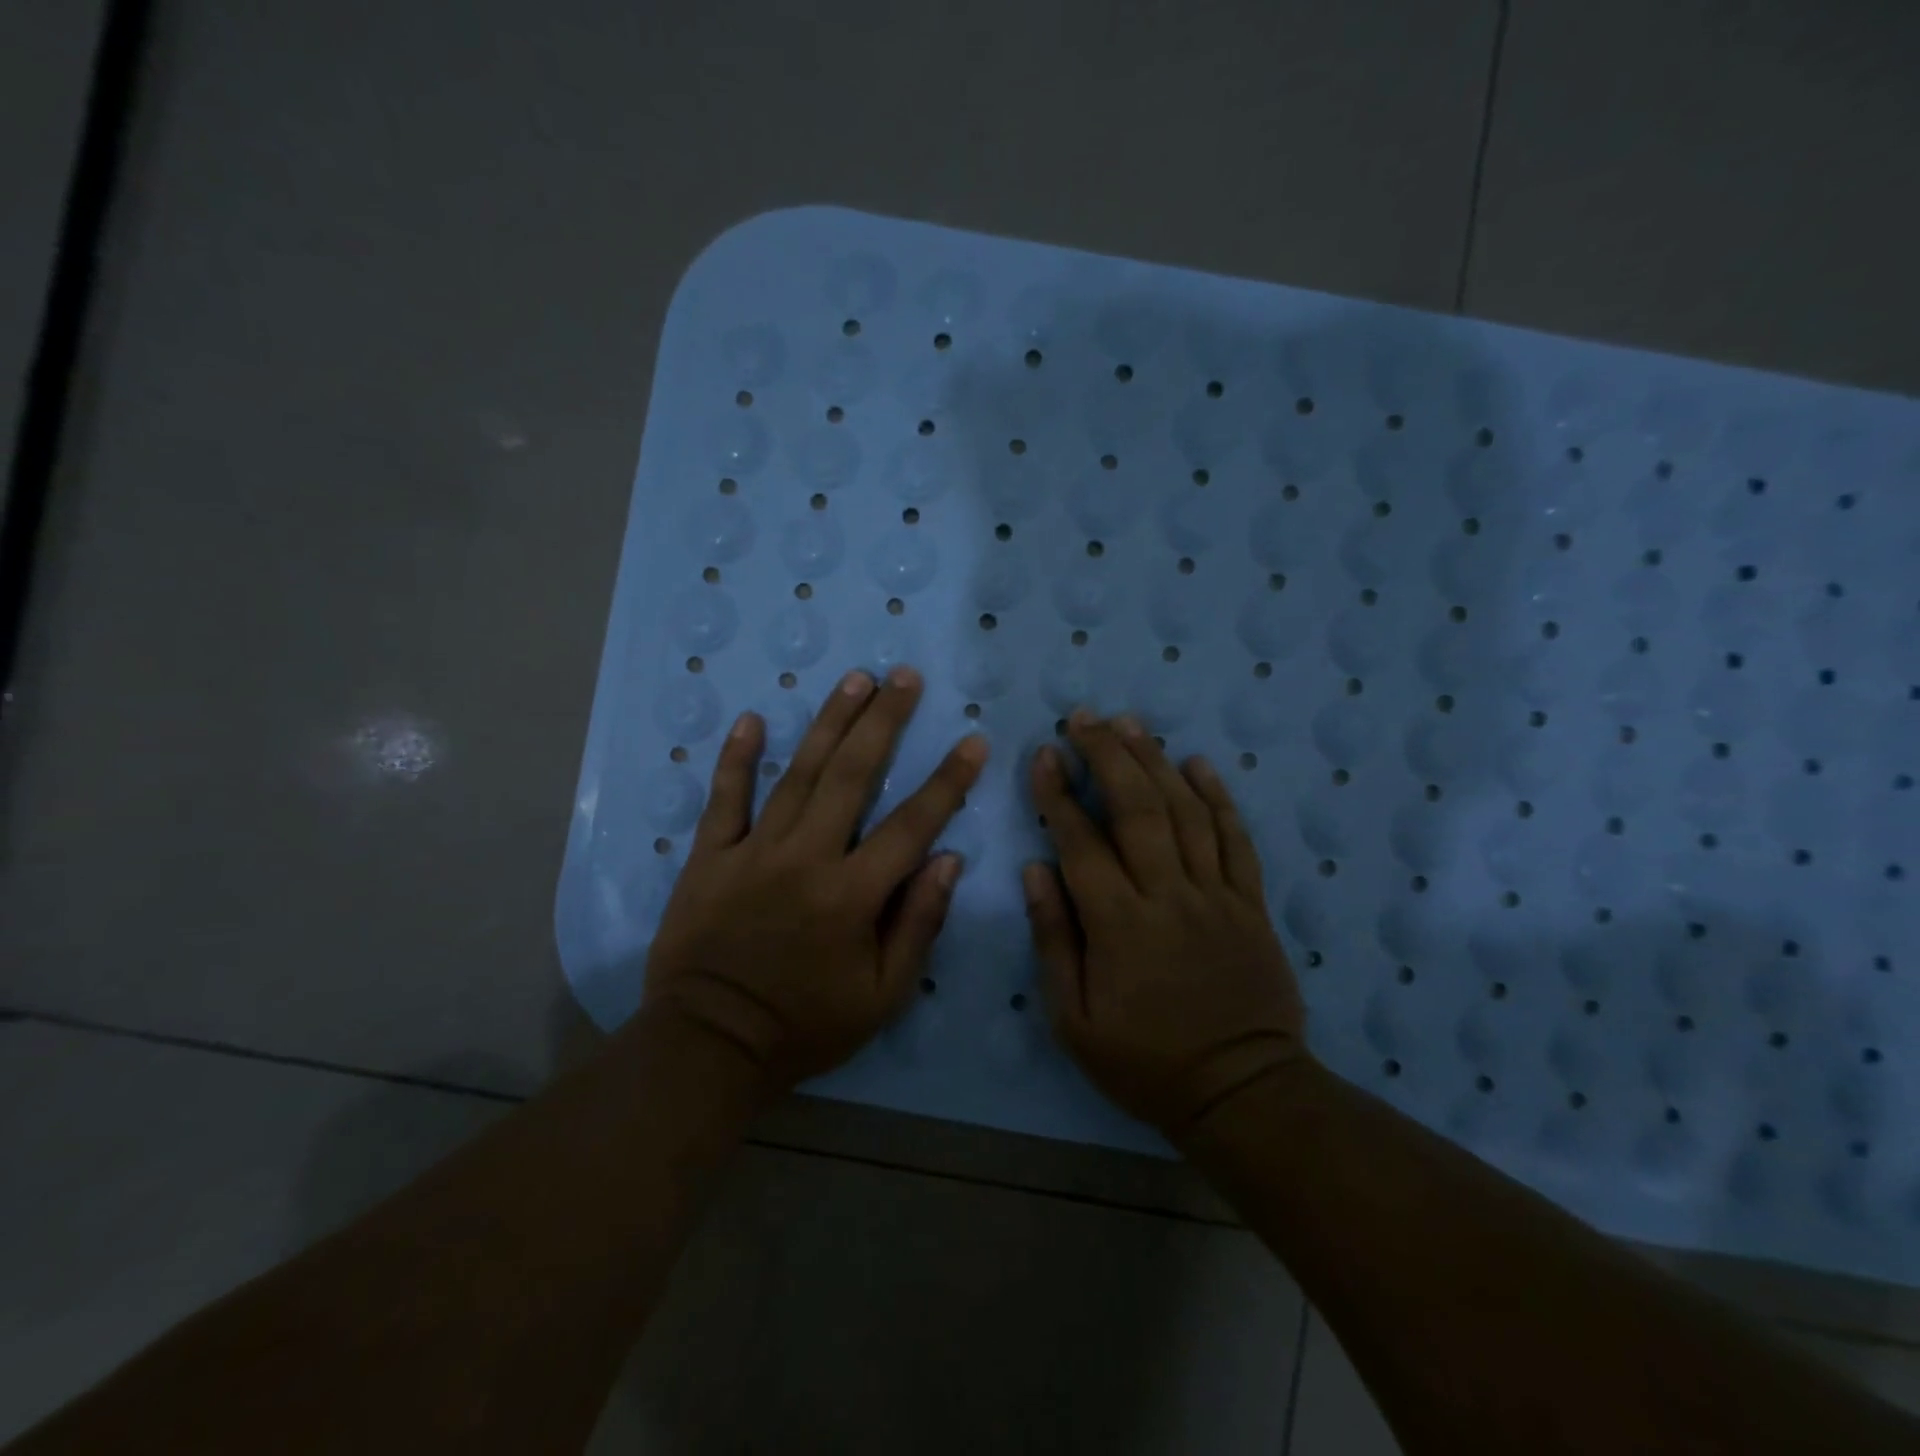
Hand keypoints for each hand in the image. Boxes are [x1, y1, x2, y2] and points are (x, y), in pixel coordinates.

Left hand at [642, 666, 987, 1098]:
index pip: (912, 826)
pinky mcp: (709, 857)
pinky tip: (753, 719)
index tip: (973, 740)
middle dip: (884, 721)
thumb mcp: (881, 995)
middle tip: (905, 677)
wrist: (709, 1045)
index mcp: (852, 896)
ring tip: (855, 680)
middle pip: (852, 776)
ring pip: (798, 774)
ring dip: (829, 723)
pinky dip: (737, 759)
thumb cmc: (805, 1026)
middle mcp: (806, 858)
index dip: (947, 781)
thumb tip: (949, 859)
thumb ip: (918, 924)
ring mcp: (753, 852)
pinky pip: (724, 799)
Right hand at [1023, 711, 1308, 1141]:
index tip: (1044, 754)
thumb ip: (1054, 939)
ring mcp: (1216, 895)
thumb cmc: (1145, 1061)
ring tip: (1131, 724)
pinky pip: (1236, 839)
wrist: (1241, 1091)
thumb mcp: (1074, 1019)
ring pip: (1186, 812)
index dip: (1059, 793)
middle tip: (1085, 717)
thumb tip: (1036, 869)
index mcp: (1119, 925)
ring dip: (1156, 761)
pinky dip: (1218, 797)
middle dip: (1108, 755)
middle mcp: (1168, 896)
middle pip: (1137, 809)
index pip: (1081, 843)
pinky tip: (1199, 764)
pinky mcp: (1250, 903)